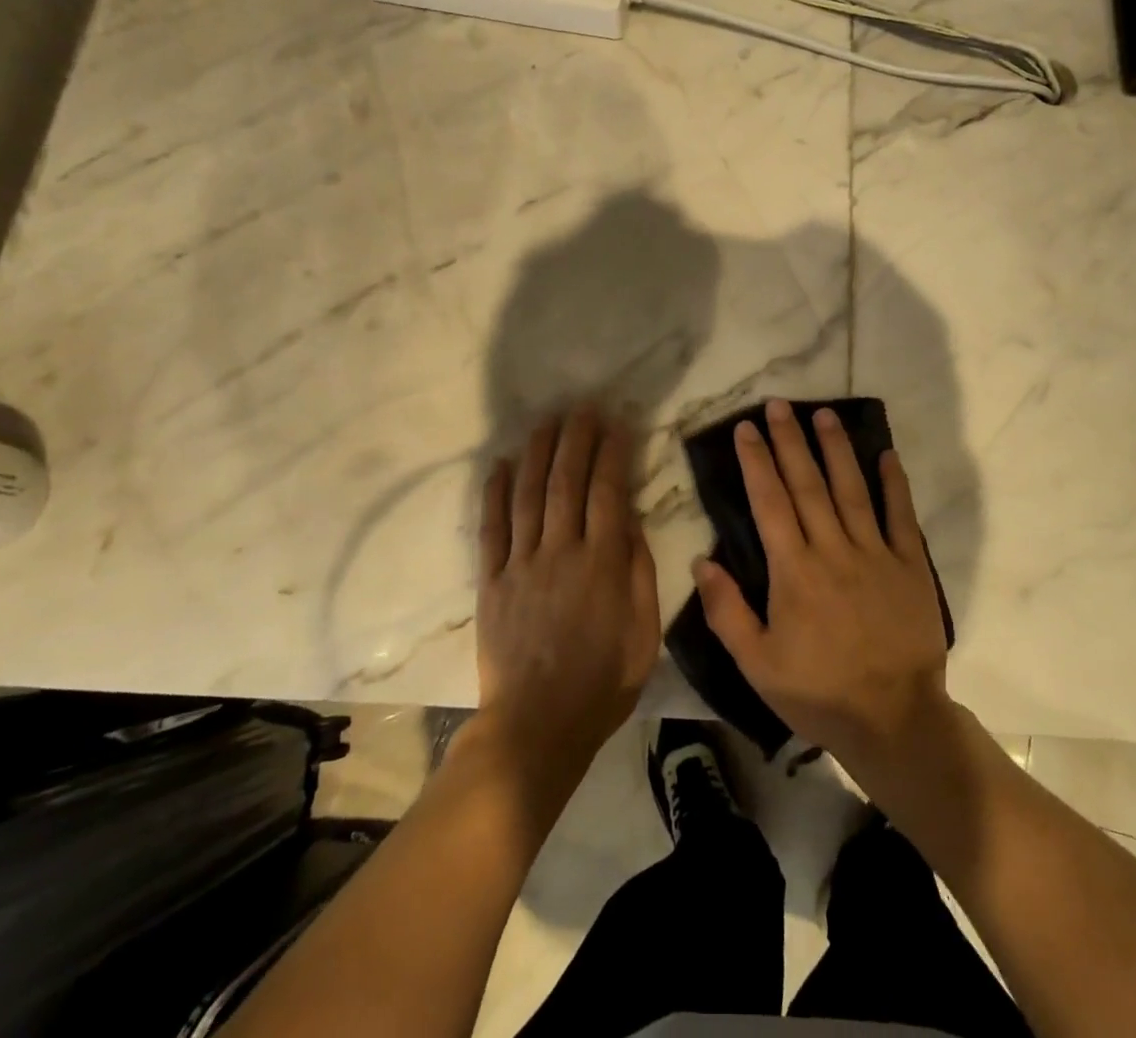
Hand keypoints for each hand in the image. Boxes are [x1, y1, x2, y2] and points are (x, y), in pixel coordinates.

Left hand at [477, 408, 659, 767]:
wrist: (537, 727)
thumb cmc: (602, 682)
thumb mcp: (644, 632)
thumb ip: (639, 571)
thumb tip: (630, 521)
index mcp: (602, 563)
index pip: (609, 491)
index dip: (613, 453)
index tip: (618, 423)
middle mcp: (560, 551)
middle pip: (566, 482)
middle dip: (576, 439)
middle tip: (582, 407)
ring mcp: (521, 564)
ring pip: (528, 495)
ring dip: (537, 453)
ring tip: (546, 422)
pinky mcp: (491, 582)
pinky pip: (491, 528)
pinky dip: (493, 493)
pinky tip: (499, 464)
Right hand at [692, 398, 951, 772]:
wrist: (894, 719)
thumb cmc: (818, 692)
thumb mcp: (757, 664)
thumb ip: (726, 611)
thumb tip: (701, 560)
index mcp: (794, 571)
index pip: (770, 502)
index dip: (756, 462)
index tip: (746, 429)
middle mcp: (833, 550)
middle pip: (808, 484)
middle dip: (790, 441)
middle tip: (778, 404)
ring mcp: (876, 554)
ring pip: (852, 489)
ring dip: (836, 448)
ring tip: (823, 414)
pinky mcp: (910, 566)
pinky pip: (901, 516)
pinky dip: (894, 484)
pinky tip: (886, 454)